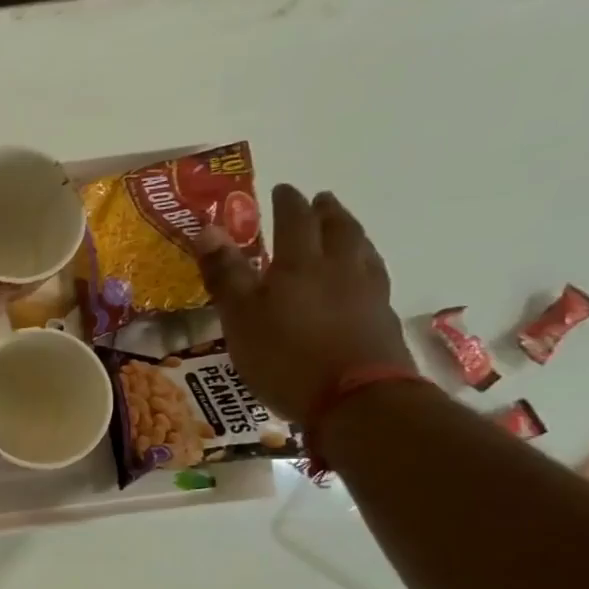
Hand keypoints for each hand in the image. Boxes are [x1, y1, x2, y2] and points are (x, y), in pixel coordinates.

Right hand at [193, 184, 413, 422]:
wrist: (355, 399)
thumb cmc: (285, 355)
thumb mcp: (240, 315)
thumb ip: (225, 273)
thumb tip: (206, 228)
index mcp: (301, 263)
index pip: (294, 220)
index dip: (287, 203)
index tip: (282, 189)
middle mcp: (340, 268)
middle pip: (338, 229)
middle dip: (327, 212)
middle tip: (320, 201)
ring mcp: (368, 293)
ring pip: (362, 250)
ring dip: (351, 234)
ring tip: (344, 231)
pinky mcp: (382, 320)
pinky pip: (373, 278)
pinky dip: (364, 266)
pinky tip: (360, 276)